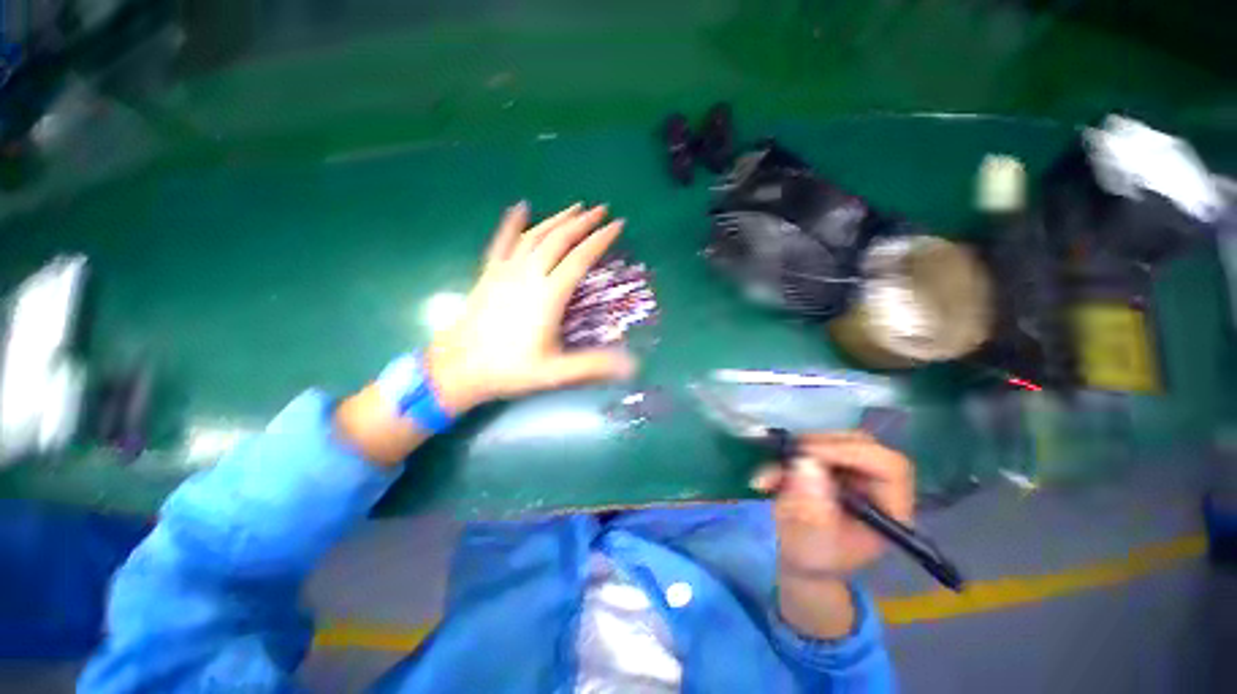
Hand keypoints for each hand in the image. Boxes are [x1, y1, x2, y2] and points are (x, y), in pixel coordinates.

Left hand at [426, 202, 635, 413]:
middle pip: (559, 240)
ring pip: (535, 235)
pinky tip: (520, 207)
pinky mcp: (489, 273)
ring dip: (557, 219)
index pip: (580, 259)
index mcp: (548, 296)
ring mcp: (506, 271)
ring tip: (575, 207)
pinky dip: (512, 222)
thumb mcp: (555, 372)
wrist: (458, 368)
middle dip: (583, 222)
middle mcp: (528, 275)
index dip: (600, 240)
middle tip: (601, 210)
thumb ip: (594, 365)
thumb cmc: (510, 369)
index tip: (617, 225)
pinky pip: (502, 241)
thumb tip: (633, 366)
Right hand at [752, 432, 913, 578]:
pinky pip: (814, 445)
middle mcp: (877, 484)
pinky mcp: (834, 465)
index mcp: (888, 509)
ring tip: (771, 475)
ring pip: (834, 440)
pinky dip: (789, 454)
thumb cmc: (812, 557)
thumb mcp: (810, 539)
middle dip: (819, 446)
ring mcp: (856, 472)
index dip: (850, 453)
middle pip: (861, 444)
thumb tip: (806, 463)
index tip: (808, 456)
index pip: (888, 466)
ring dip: (798, 451)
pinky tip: (771, 475)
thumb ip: (810, 506)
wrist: (801, 558)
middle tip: (786, 457)